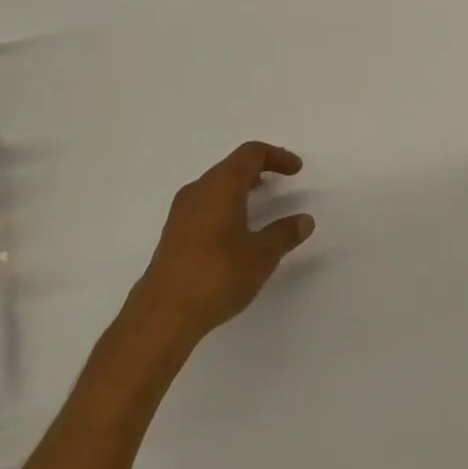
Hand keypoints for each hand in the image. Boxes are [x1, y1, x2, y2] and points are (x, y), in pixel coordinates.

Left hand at [133, 142, 314, 345]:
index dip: (276, 156)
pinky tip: (235, 230)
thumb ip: (284, 234)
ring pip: (215, 186)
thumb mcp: (261, 255)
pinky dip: (225, 205)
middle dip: (258, 169)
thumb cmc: (217, 275)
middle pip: (231, 166)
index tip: (296, 169)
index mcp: (221, 185)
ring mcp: (181, 212)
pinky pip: (205, 205)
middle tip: (281, 180)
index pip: (251, 154)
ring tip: (260, 202)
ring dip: (240, 188)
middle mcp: (198, 190)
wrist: (163, 315)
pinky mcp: (173, 234)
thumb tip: (304, 220)